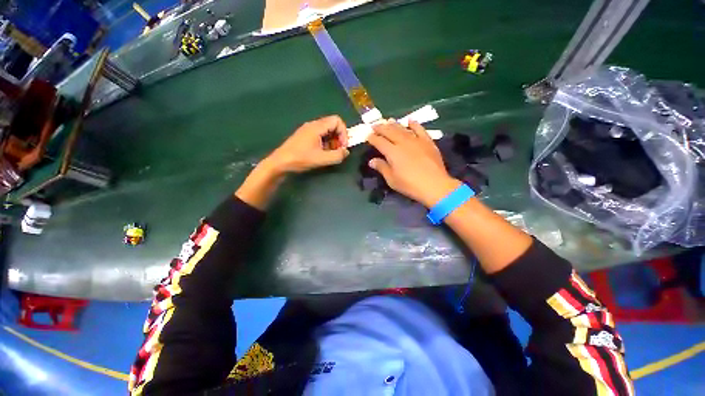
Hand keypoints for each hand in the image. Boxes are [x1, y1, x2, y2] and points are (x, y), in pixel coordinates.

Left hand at [265, 116, 349, 173]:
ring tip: (331, 154)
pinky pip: (320, 135)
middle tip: (338, 151)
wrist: (280, 163)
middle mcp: (313, 125)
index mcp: (317, 127)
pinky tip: (323, 153)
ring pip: (326, 131)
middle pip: (332, 125)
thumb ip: (337, 155)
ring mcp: (308, 130)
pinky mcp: (305, 136)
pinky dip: (326, 143)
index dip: (344, 133)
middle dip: (339, 138)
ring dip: (333, 141)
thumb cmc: (301, 159)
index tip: (343, 146)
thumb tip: (346, 152)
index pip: (337, 121)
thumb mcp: (322, 159)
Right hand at [367, 120, 460, 207]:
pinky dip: (414, 124)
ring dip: (394, 124)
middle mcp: (403, 142)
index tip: (368, 136)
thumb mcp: (391, 179)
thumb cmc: (409, 185)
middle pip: (389, 131)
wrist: (434, 185)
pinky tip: (410, 121)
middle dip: (380, 127)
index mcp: (392, 152)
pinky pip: (420, 129)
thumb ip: (381, 167)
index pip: (379, 141)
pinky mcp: (427, 142)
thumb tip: (372, 161)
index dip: (372, 138)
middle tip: (375, 125)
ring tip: (388, 121)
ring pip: (402, 128)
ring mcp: (416, 140)